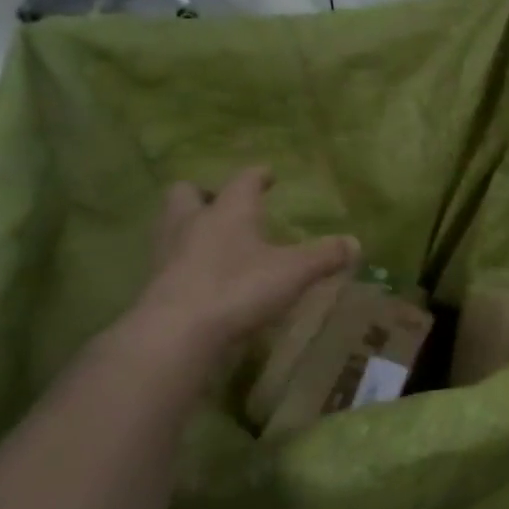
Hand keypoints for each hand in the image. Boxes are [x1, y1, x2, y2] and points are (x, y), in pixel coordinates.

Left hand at [129, 168, 359, 356]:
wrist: (176, 334)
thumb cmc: (239, 288)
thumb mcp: (294, 272)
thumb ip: (325, 256)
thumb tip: (355, 243)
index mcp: (229, 210)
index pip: (244, 180)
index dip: (258, 175)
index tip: (267, 174)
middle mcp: (192, 222)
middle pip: (187, 193)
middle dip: (205, 194)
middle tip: (224, 206)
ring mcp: (167, 253)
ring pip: (170, 225)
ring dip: (188, 226)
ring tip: (211, 240)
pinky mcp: (153, 284)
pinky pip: (167, 261)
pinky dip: (183, 262)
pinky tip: (201, 277)